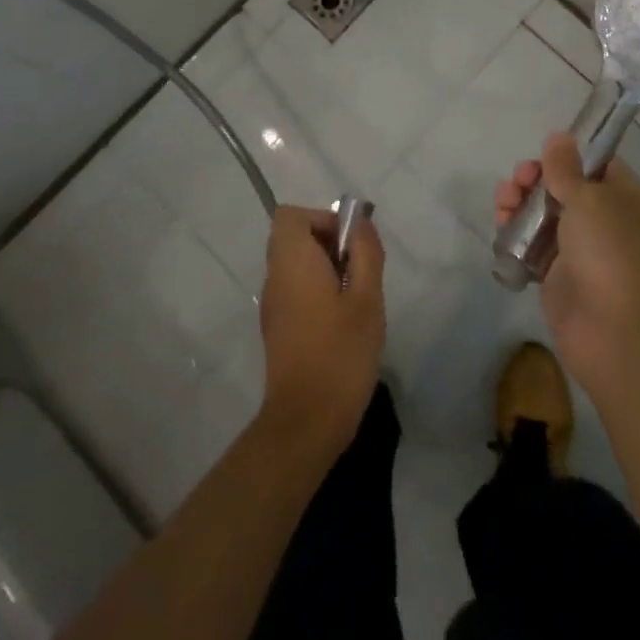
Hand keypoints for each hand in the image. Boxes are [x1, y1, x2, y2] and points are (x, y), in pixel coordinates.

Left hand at [257, 205, 385, 455]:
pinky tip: (343, 321)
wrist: (305, 424)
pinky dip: (318, 290)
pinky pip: (296, 289)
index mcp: (292, 262)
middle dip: (329, 243)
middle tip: (359, 271)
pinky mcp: (278, 328)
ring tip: (356, 298)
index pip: (292, 215)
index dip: (322, 219)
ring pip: (296, 264)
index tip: (349, 244)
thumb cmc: (340, 353)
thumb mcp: (367, 298)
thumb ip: (365, 252)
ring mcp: (273, 305)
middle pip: (294, 237)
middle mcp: (275, 277)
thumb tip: (360, 222)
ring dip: (327, 268)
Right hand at [495, 133, 639, 398]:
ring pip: (541, 213)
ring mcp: (578, 247)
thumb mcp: (589, 199)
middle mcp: (602, 217)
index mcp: (621, 195)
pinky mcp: (556, 273)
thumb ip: (566, 167)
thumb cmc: (608, 253)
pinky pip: (530, 244)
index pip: (593, 162)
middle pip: (560, 185)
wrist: (613, 332)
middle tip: (518, 182)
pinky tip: (502, 229)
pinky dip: (515, 234)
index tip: (542, 156)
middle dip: (534, 179)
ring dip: (518, 203)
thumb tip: (559, 135)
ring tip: (503, 206)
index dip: (565, 155)